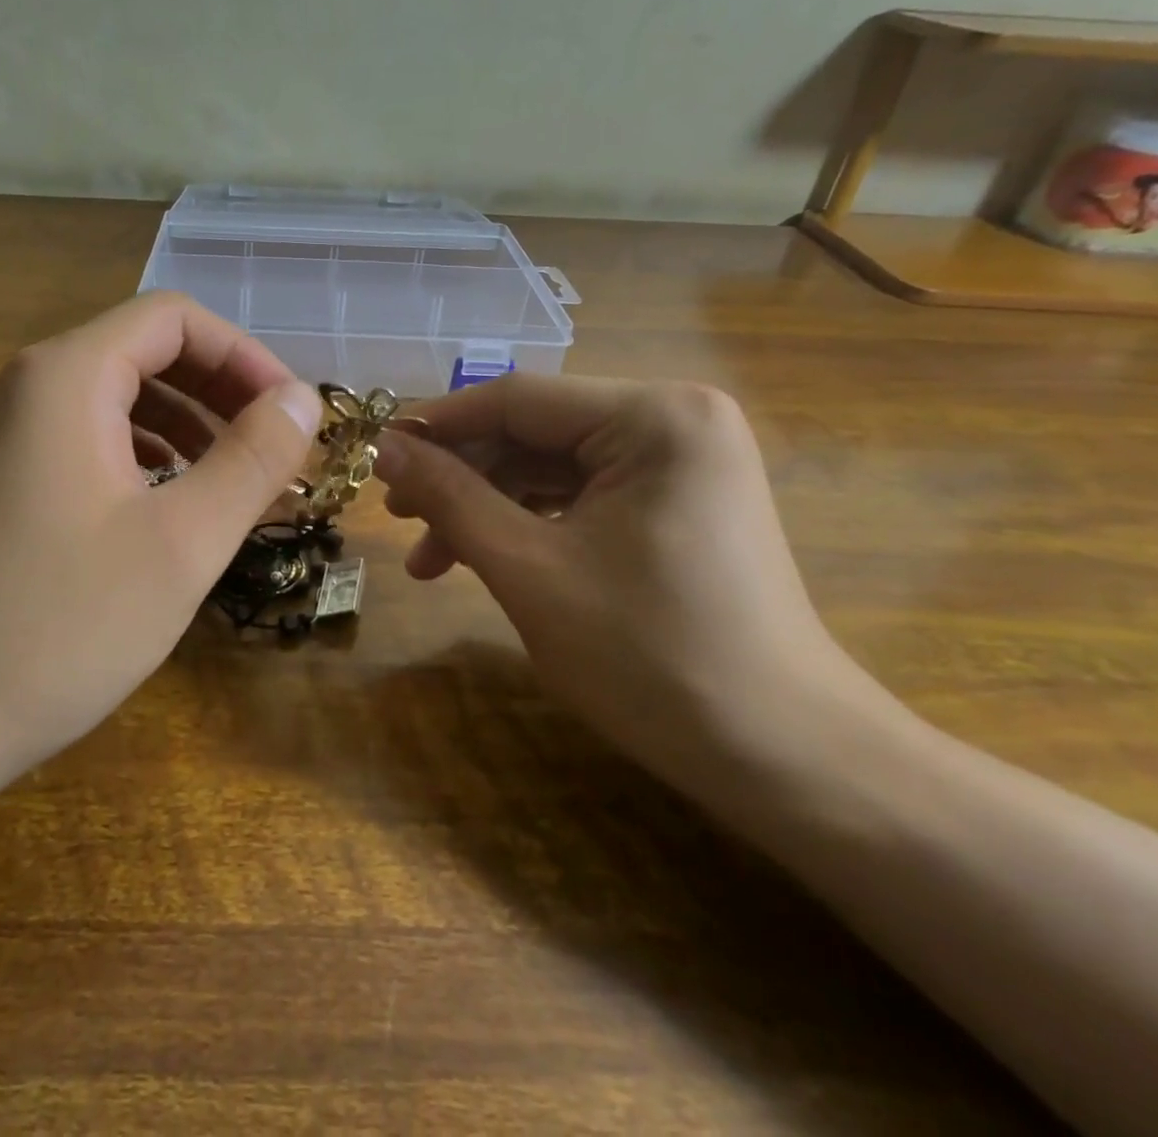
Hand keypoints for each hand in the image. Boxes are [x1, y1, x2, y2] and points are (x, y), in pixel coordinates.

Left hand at [0, 292, 322, 793]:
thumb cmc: (53, 627)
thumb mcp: (181, 543)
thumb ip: (252, 459)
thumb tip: (302, 399)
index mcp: (68, 377)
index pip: (175, 319)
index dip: (245, 357)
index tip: (290, 420)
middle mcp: (30, 389)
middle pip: (146, 354)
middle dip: (222, 395)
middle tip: (275, 457)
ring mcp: (6, 440)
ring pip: (119, 404)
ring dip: (190, 431)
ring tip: (236, 488)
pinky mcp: (0, 488)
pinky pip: (89, 447)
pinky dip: (147, 463)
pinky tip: (172, 515)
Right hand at [374, 376, 891, 787]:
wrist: (784, 759)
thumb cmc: (649, 658)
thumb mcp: (528, 569)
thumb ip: (450, 497)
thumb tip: (384, 448)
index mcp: (654, 416)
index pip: (517, 399)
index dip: (436, 427)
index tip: (374, 457)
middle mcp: (675, 418)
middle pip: (534, 431)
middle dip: (462, 477)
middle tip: (399, 519)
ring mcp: (683, 461)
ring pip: (553, 467)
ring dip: (488, 507)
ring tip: (430, 560)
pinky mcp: (680, 501)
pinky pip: (584, 495)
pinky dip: (530, 524)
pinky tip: (486, 558)